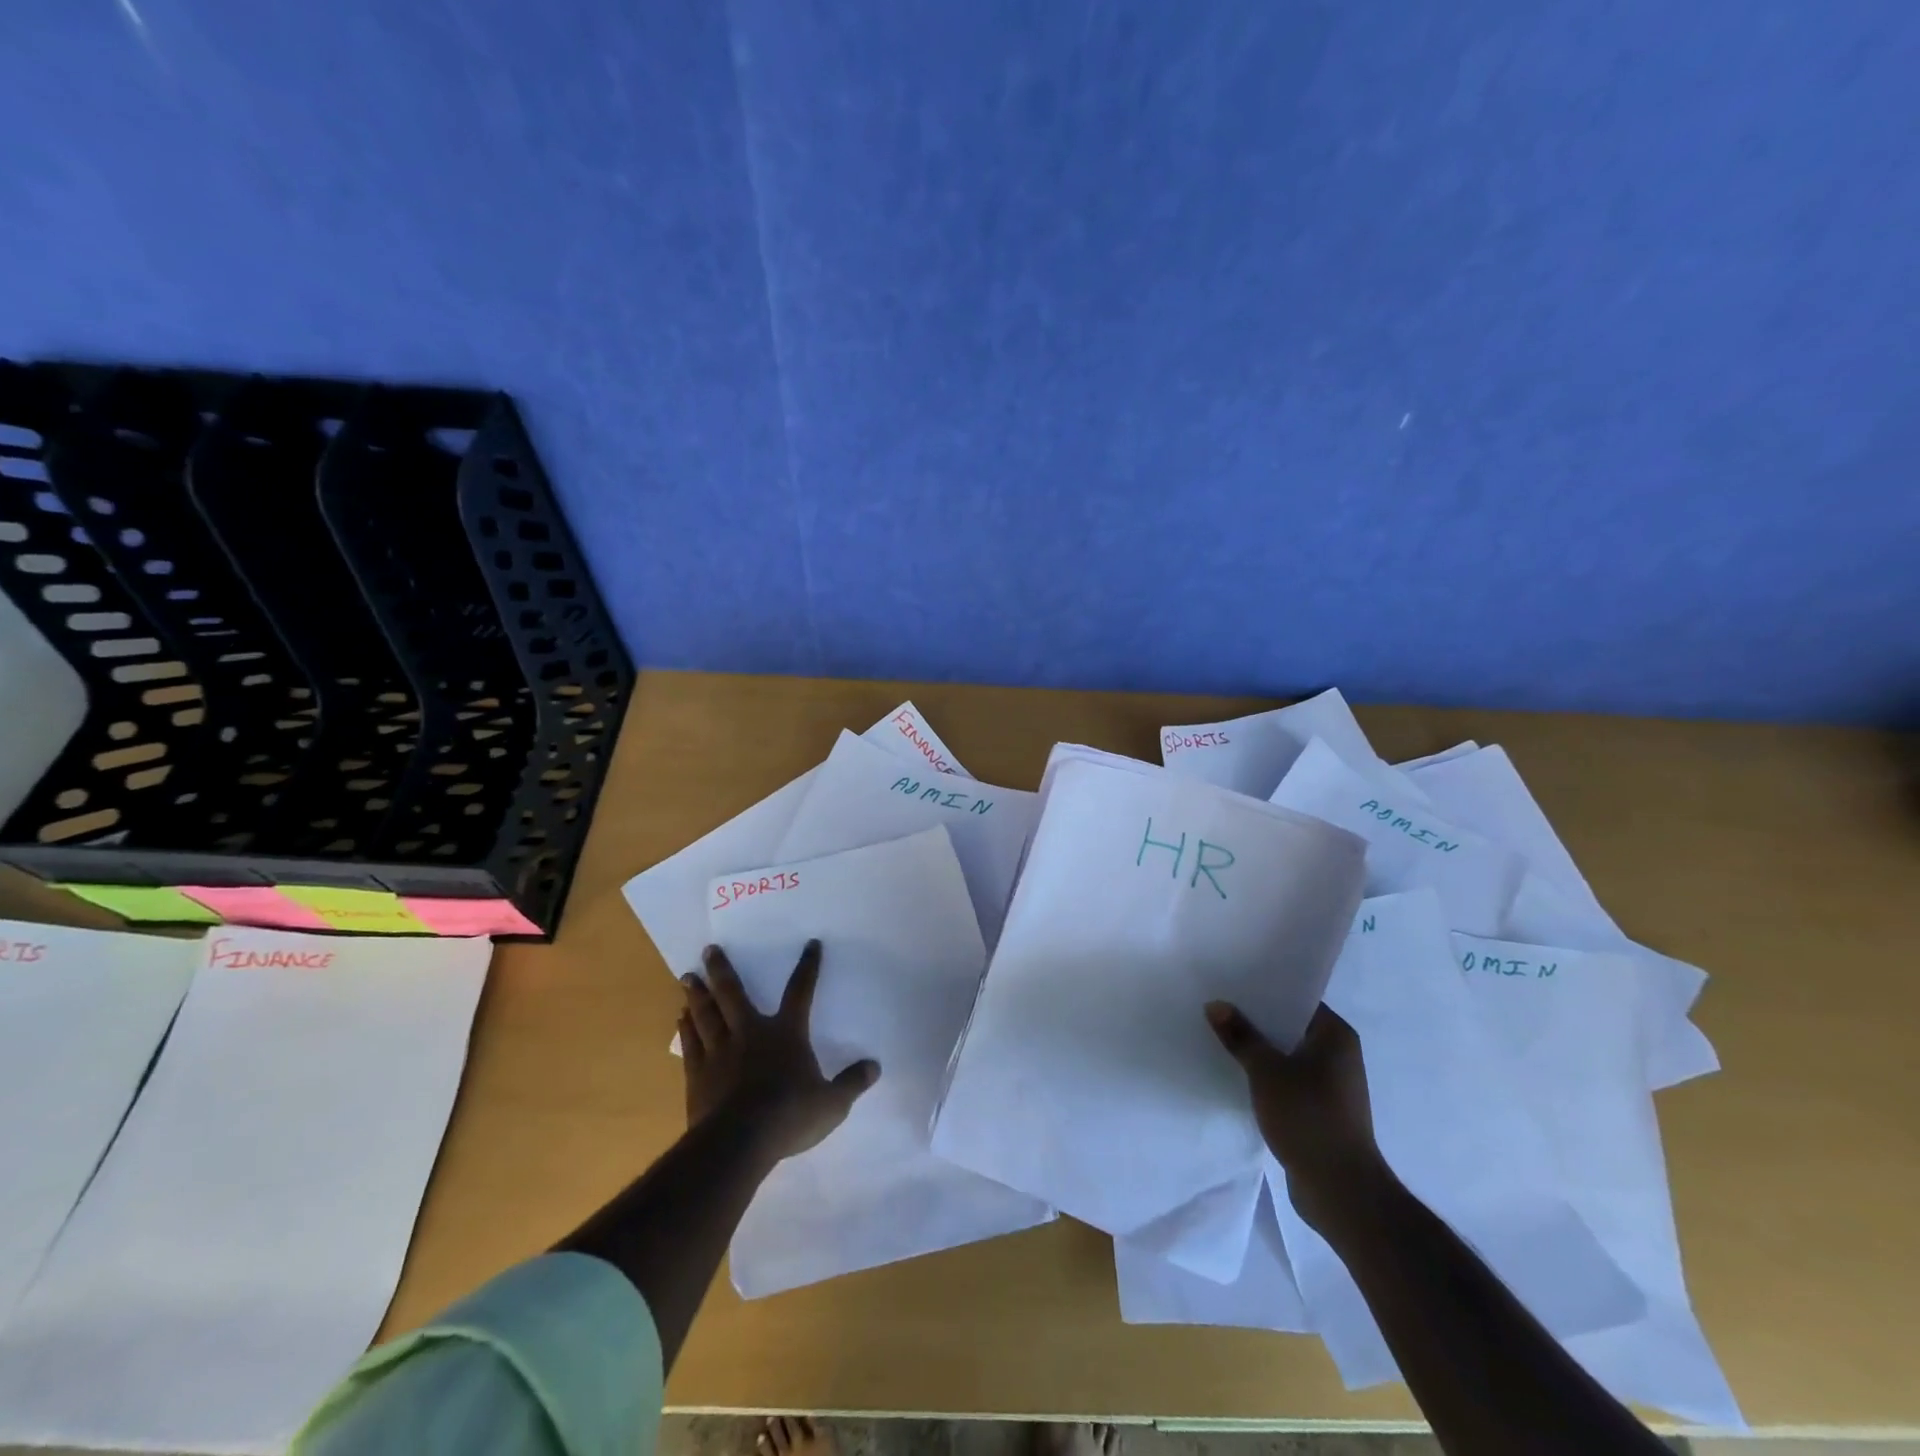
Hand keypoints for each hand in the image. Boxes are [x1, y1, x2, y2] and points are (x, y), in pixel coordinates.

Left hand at [680, 940, 878, 1162]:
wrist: (738, 1141)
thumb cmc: (789, 1116)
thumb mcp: (831, 1104)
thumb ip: (852, 1083)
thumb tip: (875, 1066)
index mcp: (786, 1033)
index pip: (801, 992)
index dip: (808, 967)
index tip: (811, 944)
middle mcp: (750, 1033)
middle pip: (734, 994)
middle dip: (722, 970)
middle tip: (709, 949)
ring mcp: (720, 1052)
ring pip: (707, 1014)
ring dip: (698, 994)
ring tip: (687, 976)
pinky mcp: (698, 1074)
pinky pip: (691, 1043)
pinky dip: (686, 1028)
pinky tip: (681, 1017)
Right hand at [1206, 1000, 1388, 1232]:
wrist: (1341, 1190)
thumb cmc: (1308, 1117)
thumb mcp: (1266, 1071)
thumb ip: (1240, 1036)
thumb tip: (1216, 1005)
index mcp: (1336, 1036)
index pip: (1297, 1000)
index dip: (1265, 992)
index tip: (1231, 985)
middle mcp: (1339, 1056)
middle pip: (1290, 1027)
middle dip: (1256, 1021)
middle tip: (1218, 1008)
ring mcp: (1331, 1086)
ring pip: (1287, 1056)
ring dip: (1260, 1051)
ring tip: (1221, 1039)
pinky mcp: (1321, 1111)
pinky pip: (1288, 1081)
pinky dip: (1266, 1077)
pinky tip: (1237, 1076)